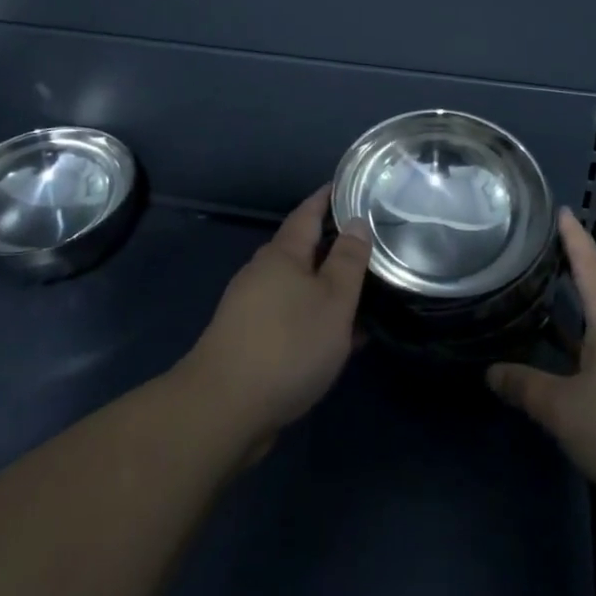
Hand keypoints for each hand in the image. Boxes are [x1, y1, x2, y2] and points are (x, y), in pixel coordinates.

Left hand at [175, 186, 369, 457]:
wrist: (224, 409)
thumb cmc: (288, 344)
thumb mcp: (333, 299)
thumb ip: (348, 260)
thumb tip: (356, 222)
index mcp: (282, 254)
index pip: (308, 212)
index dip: (329, 198)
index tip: (351, 186)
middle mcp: (263, 274)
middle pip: (303, 250)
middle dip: (333, 245)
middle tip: (371, 243)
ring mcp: (253, 309)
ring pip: (300, 287)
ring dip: (329, 287)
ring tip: (365, 292)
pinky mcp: (251, 342)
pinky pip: (293, 318)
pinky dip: (317, 319)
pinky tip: (342, 338)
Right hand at [487, 210, 595, 515]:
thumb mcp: (565, 410)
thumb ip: (526, 387)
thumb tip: (492, 372)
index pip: (589, 264)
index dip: (572, 237)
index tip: (560, 210)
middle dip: (573, 278)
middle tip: (539, 265)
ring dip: (584, 319)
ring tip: (551, 316)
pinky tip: (581, 367)